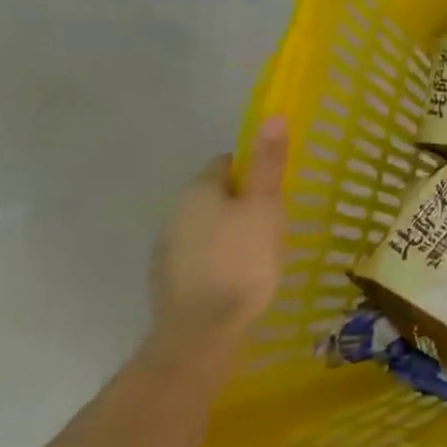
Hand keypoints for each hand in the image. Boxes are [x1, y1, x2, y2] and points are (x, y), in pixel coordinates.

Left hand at [150, 118, 289, 349]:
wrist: (202, 331)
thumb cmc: (242, 260)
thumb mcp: (265, 206)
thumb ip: (268, 164)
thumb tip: (273, 115)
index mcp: (198, 190)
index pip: (227, 162)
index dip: (254, 168)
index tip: (278, 187)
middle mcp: (175, 213)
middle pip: (215, 194)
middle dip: (243, 201)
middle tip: (277, 219)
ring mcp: (168, 250)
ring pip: (207, 226)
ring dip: (230, 231)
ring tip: (262, 250)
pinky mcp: (170, 281)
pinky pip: (201, 255)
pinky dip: (220, 258)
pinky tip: (240, 276)